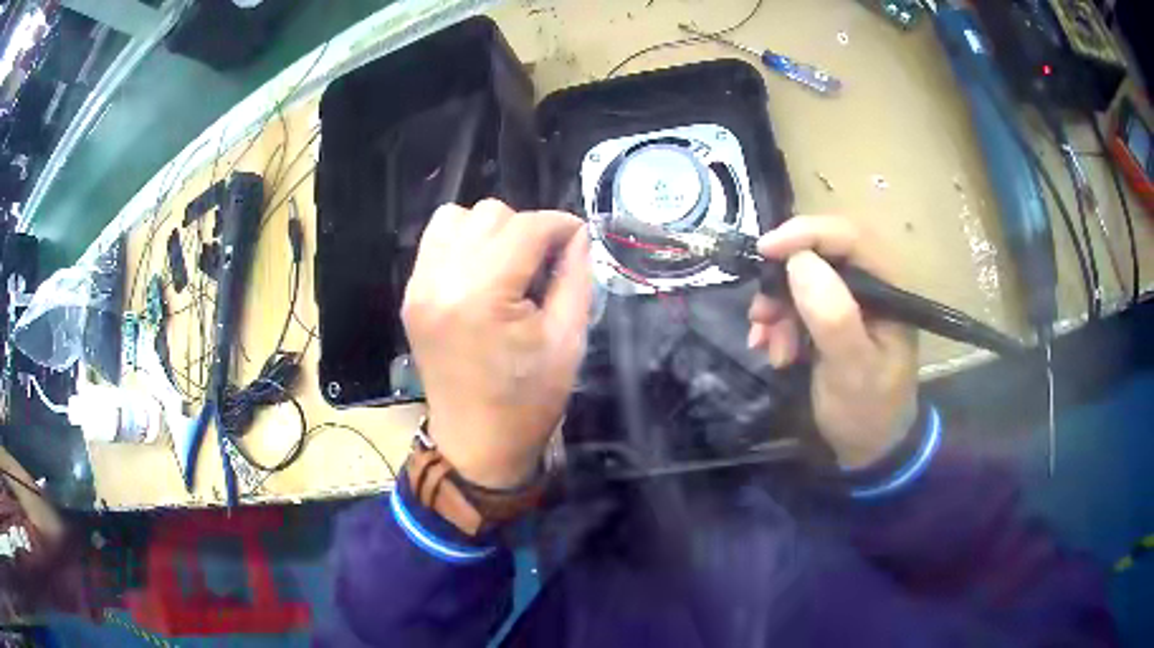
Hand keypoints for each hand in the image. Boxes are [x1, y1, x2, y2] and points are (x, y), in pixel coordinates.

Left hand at [402, 200, 591, 487]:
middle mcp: (441, 280)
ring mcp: (419, 286)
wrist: (476, 444)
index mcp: (483, 295)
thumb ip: (575, 277)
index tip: (578, 239)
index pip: (526, 227)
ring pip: (456, 217)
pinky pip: (436, 242)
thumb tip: (577, 235)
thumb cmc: (528, 401)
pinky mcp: (411, 295)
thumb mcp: (568, 341)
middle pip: (490, 214)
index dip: (560, 225)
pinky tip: (480, 273)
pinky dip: (462, 243)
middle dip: (526, 229)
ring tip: (508, 266)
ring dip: (490, 231)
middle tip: (543, 265)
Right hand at [748, 216, 917, 468]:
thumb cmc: (868, 411)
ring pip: (803, 280)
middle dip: (784, 282)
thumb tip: (799, 261)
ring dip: (777, 309)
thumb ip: (833, 316)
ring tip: (768, 347)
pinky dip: (778, 323)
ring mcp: (851, 302)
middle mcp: (871, 286)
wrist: (869, 450)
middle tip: (761, 316)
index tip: (765, 250)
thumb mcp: (852, 370)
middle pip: (821, 255)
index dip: (806, 234)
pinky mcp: (833, 318)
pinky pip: (797, 304)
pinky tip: (772, 349)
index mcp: (889, 288)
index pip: (850, 238)